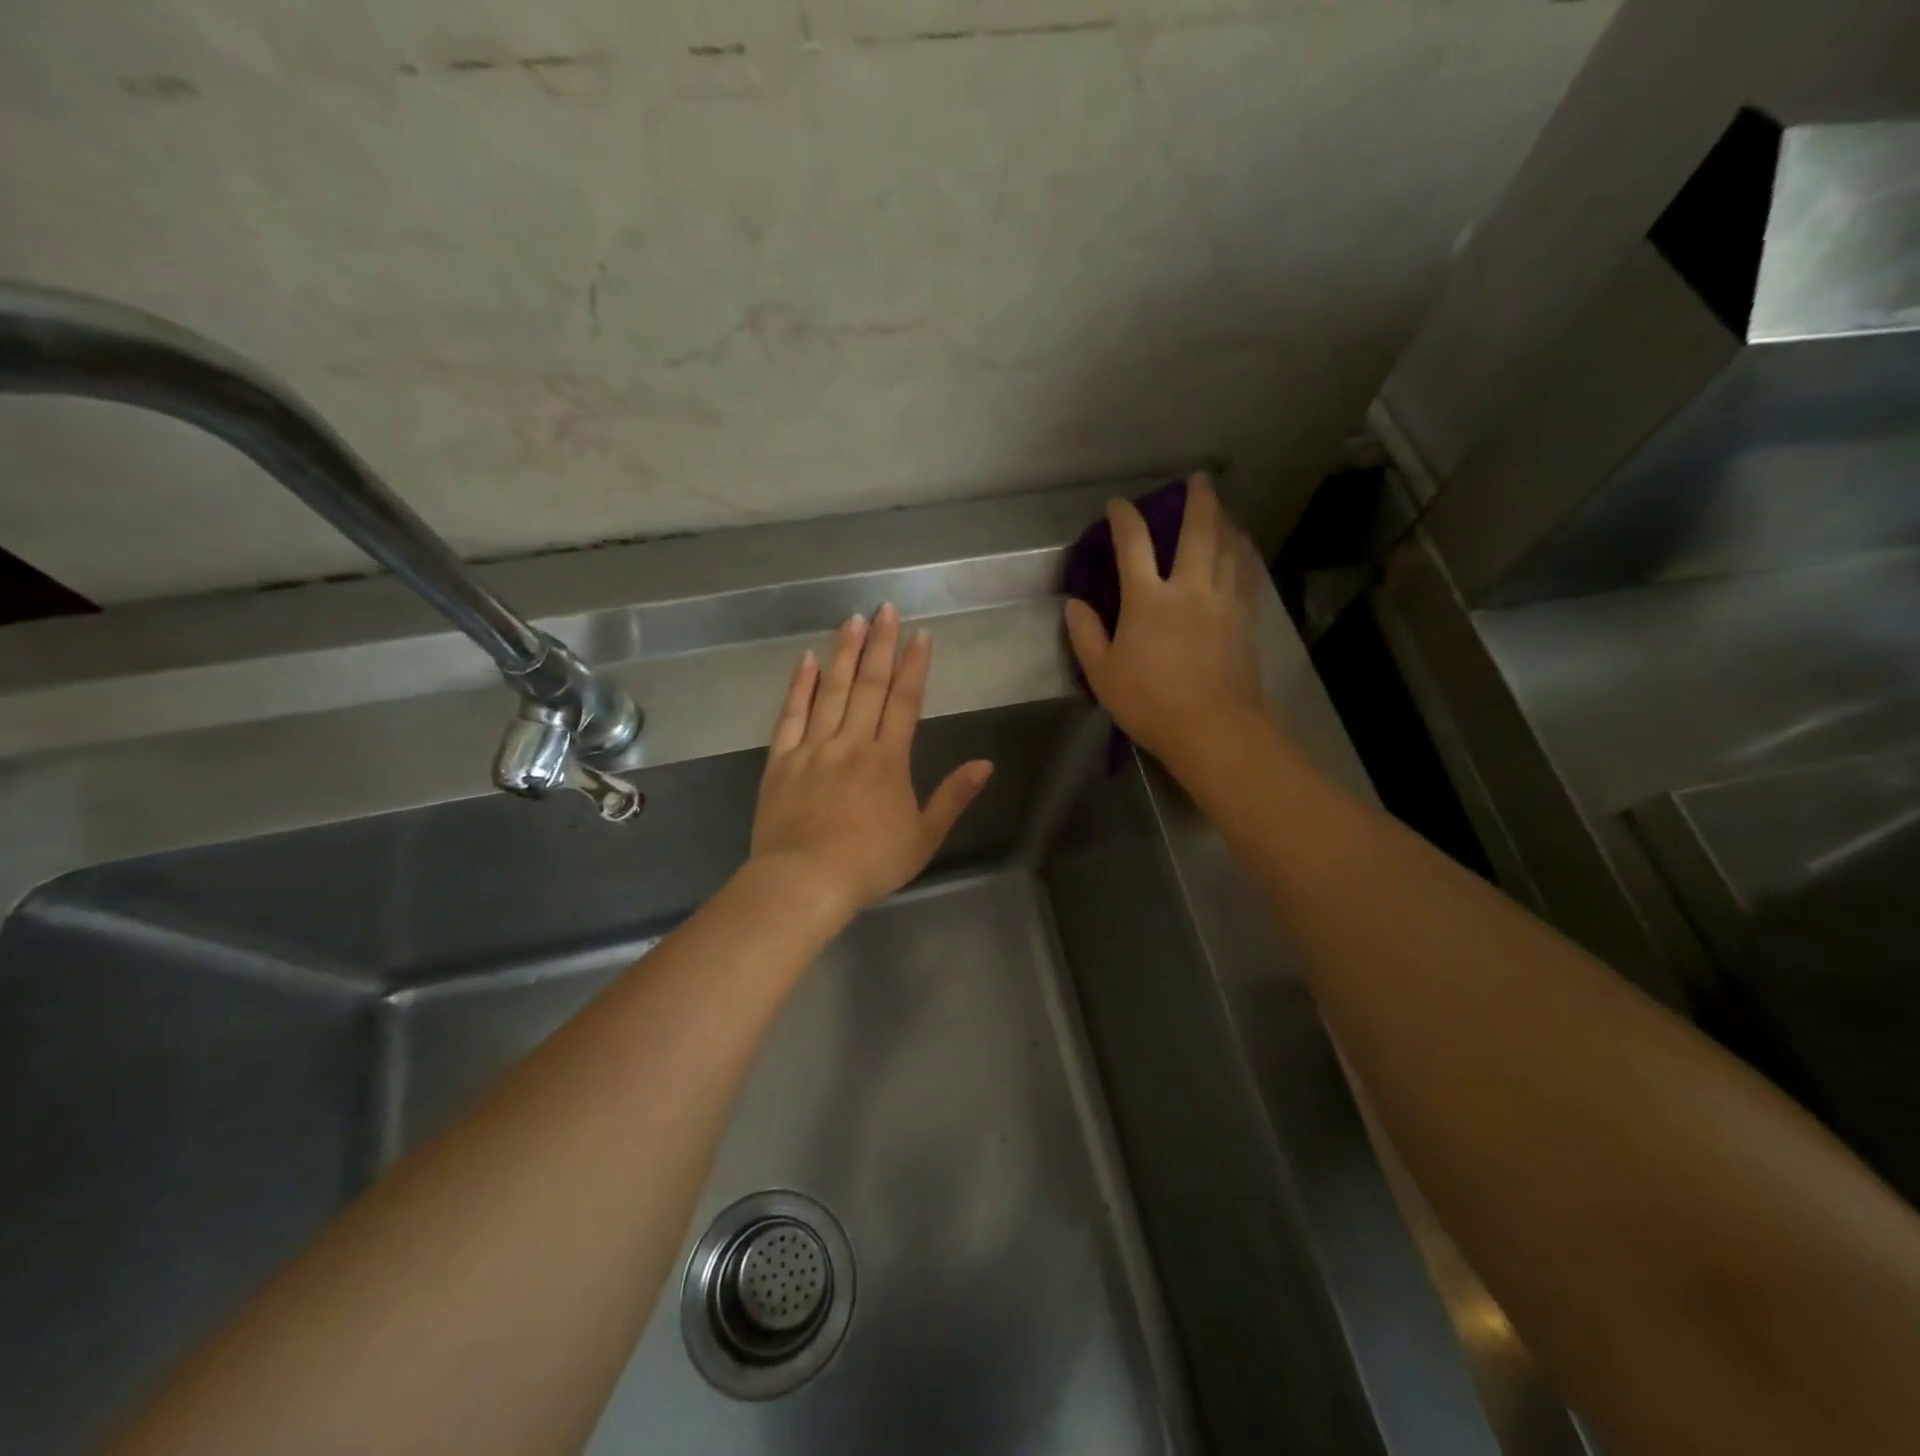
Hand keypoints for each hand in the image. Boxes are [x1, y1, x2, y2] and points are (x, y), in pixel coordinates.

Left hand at [750, 603, 993, 921]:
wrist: (805, 881)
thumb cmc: (870, 863)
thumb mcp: (924, 837)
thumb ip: (953, 797)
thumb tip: (985, 764)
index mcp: (888, 760)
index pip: (905, 702)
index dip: (914, 667)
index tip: (919, 635)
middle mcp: (852, 743)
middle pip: (868, 685)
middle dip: (880, 645)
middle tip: (886, 608)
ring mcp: (813, 749)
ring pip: (831, 691)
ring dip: (844, 653)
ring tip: (852, 619)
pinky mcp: (782, 761)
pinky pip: (791, 715)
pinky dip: (799, 686)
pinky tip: (807, 661)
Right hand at [1064, 473, 1262, 766]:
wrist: (1212, 728)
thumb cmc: (1150, 702)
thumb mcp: (1102, 674)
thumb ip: (1086, 635)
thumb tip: (1075, 604)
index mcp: (1148, 600)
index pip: (1133, 545)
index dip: (1125, 519)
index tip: (1119, 505)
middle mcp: (1189, 589)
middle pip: (1197, 532)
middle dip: (1198, 500)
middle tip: (1200, 479)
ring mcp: (1222, 602)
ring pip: (1228, 548)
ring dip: (1225, 522)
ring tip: (1223, 509)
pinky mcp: (1243, 620)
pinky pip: (1244, 575)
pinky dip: (1242, 555)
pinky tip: (1241, 551)